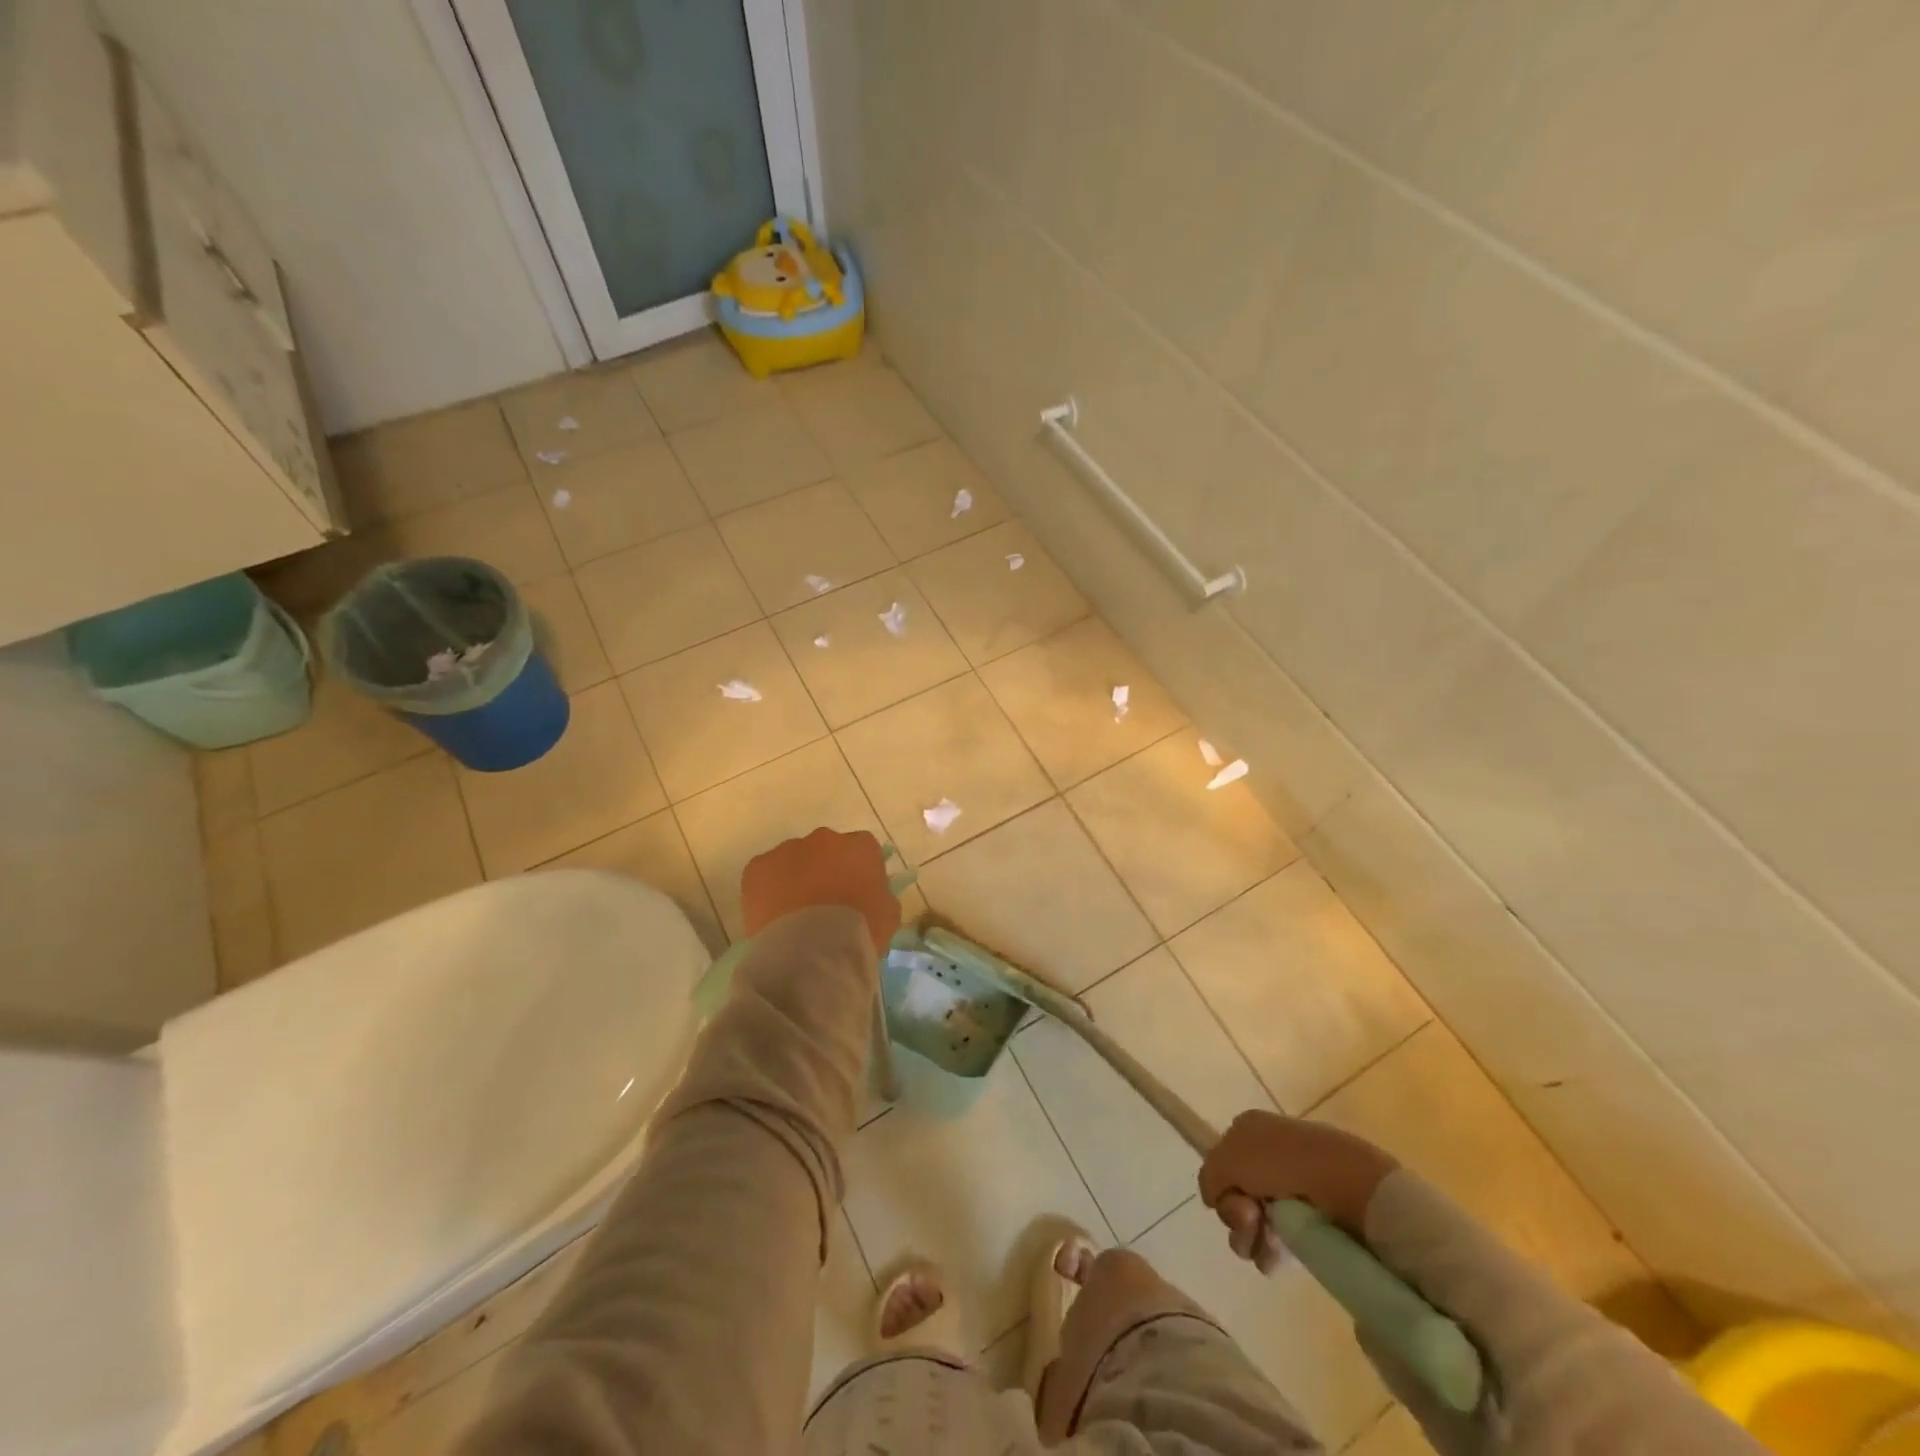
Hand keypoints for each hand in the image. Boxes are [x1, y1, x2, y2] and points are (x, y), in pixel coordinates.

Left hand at [740, 827, 900, 958]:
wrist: (813, 950)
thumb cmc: (859, 931)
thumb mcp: (889, 915)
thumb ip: (881, 895)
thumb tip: (872, 894)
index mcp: (860, 847)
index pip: (863, 850)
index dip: (858, 872)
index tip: (856, 894)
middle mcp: (824, 838)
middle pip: (826, 850)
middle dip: (825, 871)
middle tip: (824, 905)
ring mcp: (788, 850)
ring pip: (793, 861)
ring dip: (795, 880)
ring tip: (795, 916)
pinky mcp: (757, 867)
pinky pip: (764, 876)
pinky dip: (767, 892)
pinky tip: (773, 918)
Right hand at [1198, 1111, 1397, 1269]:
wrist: (1352, 1186)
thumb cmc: (1285, 1164)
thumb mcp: (1229, 1158)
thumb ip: (1210, 1176)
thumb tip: (1214, 1197)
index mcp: (1249, 1129)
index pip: (1220, 1162)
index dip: (1221, 1185)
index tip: (1233, 1198)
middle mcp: (1269, 1153)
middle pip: (1235, 1193)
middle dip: (1236, 1215)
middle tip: (1252, 1220)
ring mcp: (1294, 1186)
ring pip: (1255, 1219)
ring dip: (1252, 1237)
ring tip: (1269, 1246)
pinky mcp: (1315, 1217)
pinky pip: (1281, 1238)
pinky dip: (1274, 1250)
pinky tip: (1279, 1258)